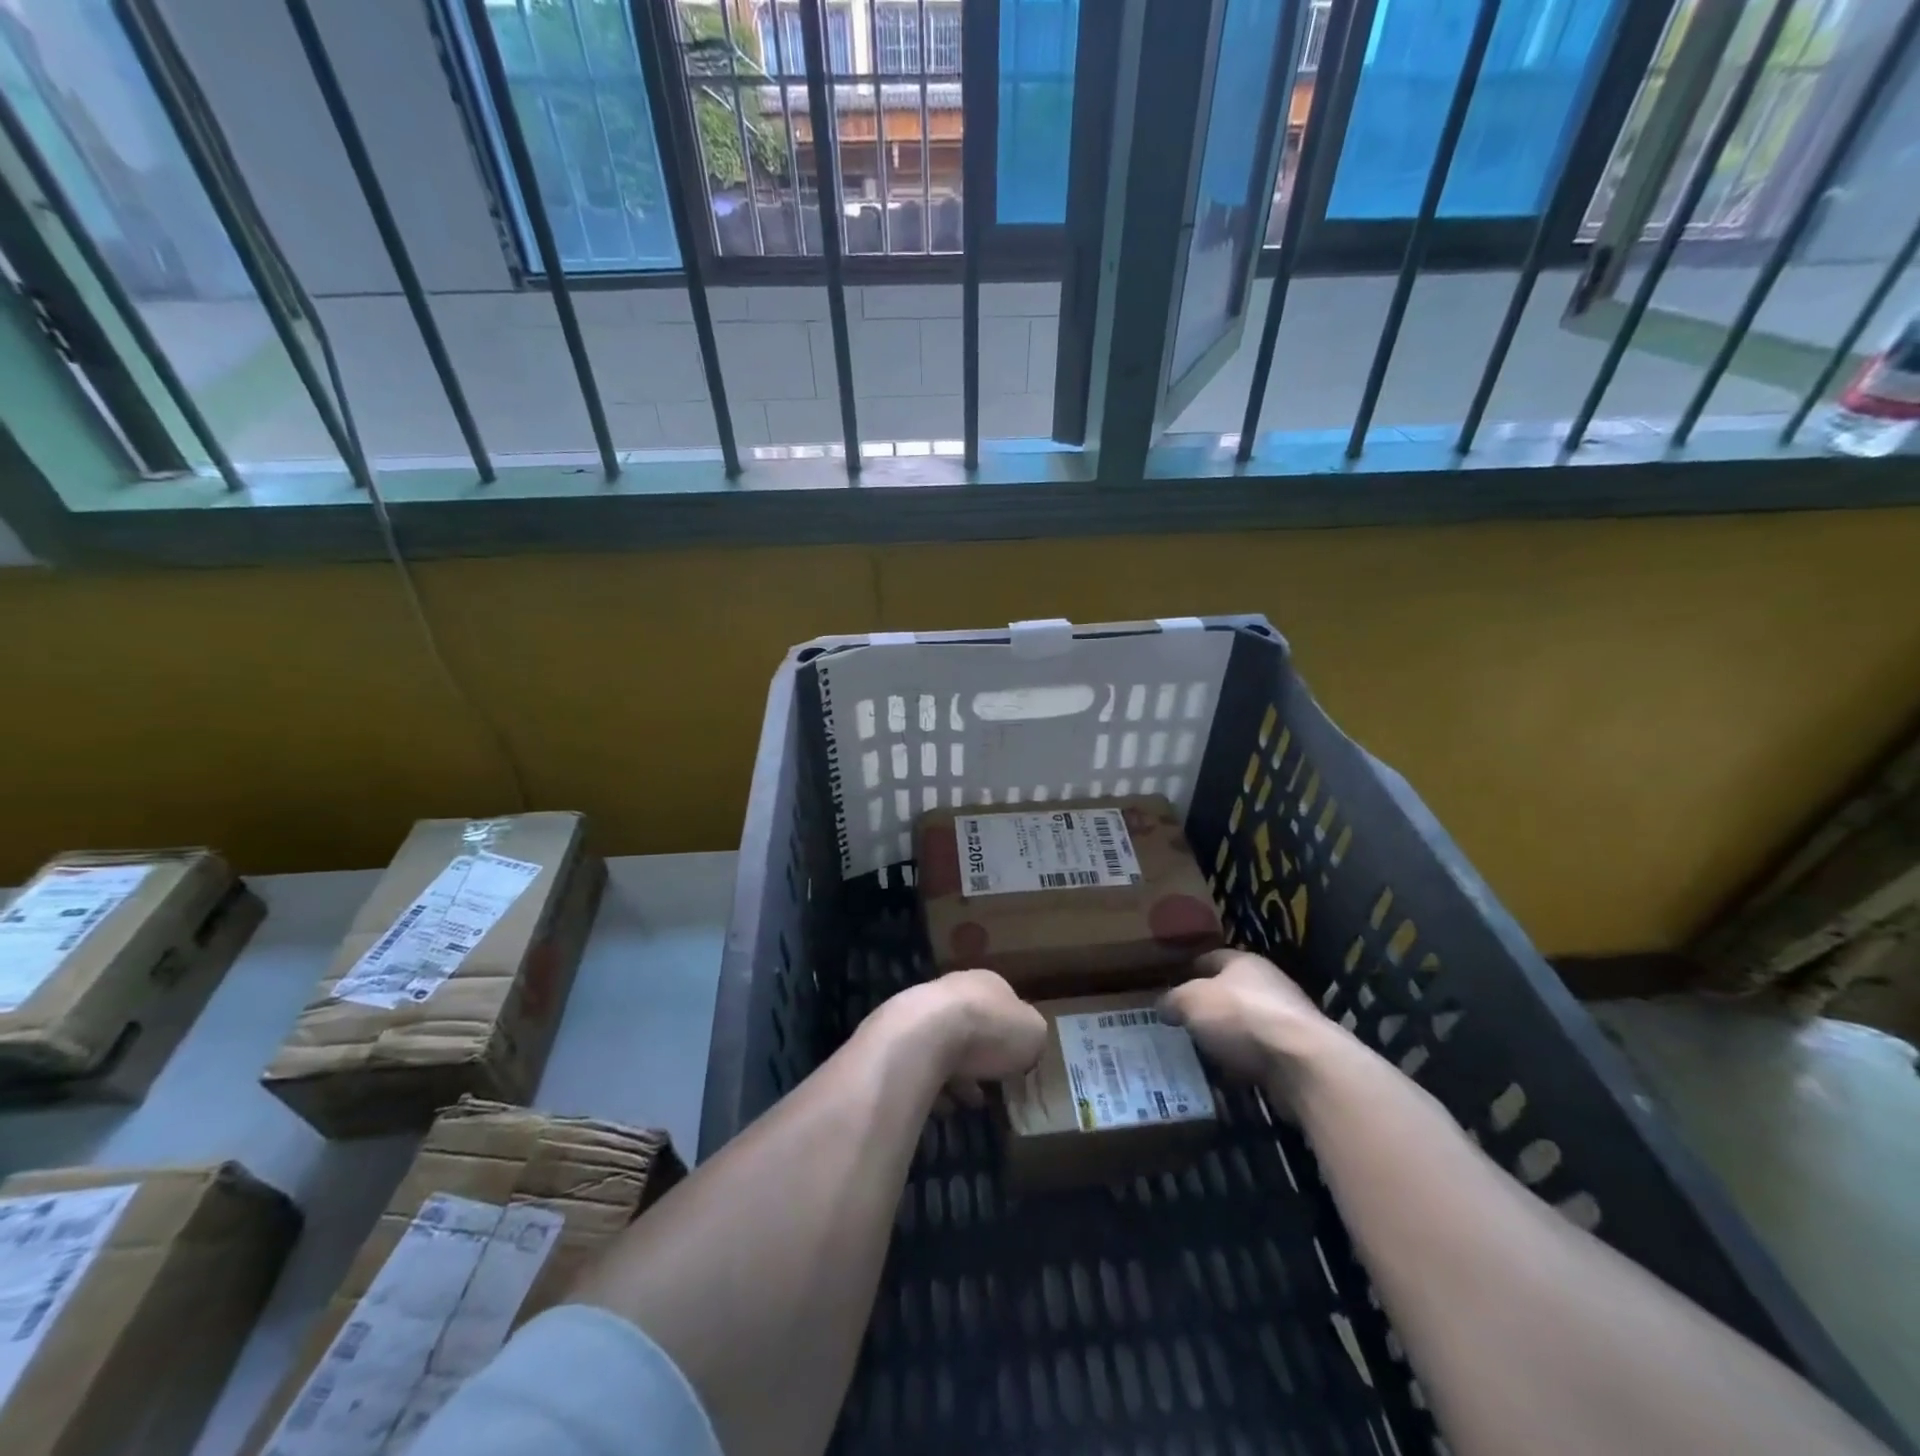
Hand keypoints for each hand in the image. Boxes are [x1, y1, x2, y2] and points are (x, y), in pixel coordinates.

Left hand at [871, 969, 1047, 1110]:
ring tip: (966, 1103)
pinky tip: (942, 1106)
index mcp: (988, 981)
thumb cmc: (989, 1029)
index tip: (1015, 1064)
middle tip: (990, 1086)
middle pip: (973, 1024)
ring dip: (957, 1072)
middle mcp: (954, 988)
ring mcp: (922, 1010)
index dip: (1011, 1035)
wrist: (925, 1035)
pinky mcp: (899, 1037)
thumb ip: (1032, 1036)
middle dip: (982, 1055)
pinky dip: (932, 1084)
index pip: (1004, 1005)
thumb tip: (1027, 1044)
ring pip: (945, 1044)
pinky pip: (921, 1065)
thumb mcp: (1033, 1033)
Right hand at [1158, 949, 1332, 1086]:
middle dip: (1209, 1006)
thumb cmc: (1240, 1017)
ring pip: (1246, 1025)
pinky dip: (1244, 1063)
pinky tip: (1226, 1077)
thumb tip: (1163, 1005)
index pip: (1211, 958)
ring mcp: (1287, 1020)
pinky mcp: (1297, 1054)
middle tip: (1183, 1022)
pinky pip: (1260, 1055)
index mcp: (1244, 962)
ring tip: (1201, 1052)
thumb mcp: (1192, 1002)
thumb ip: (1174, 1001)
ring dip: (1227, 1037)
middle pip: (1231, 991)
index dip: (1189, 970)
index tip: (1171, 986)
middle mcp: (1268, 984)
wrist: (1302, 1063)